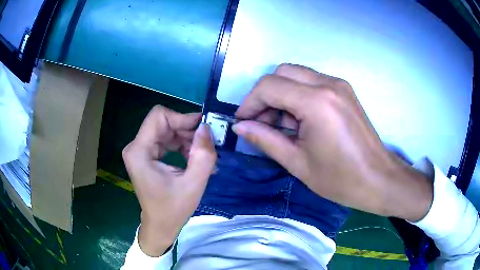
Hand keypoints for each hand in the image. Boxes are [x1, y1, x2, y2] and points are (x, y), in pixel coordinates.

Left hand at [122, 106, 216, 255]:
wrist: (160, 226)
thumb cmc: (173, 209)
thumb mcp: (193, 184)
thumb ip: (203, 155)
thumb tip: (207, 128)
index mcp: (139, 151)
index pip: (159, 116)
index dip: (182, 118)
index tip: (202, 129)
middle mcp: (136, 147)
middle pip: (163, 123)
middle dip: (187, 130)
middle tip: (207, 143)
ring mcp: (140, 151)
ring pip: (166, 130)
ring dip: (186, 139)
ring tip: (202, 155)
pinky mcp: (146, 156)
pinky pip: (166, 141)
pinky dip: (181, 146)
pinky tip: (194, 159)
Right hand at [233, 64, 432, 220]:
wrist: (379, 180)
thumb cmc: (341, 179)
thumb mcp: (298, 163)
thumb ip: (266, 139)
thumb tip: (241, 127)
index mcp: (316, 102)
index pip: (269, 86)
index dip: (250, 103)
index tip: (243, 122)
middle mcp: (328, 84)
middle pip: (281, 73)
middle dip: (265, 95)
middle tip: (262, 123)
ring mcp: (339, 85)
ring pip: (296, 75)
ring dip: (281, 95)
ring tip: (281, 126)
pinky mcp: (344, 91)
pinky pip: (311, 83)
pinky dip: (297, 96)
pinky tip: (300, 121)